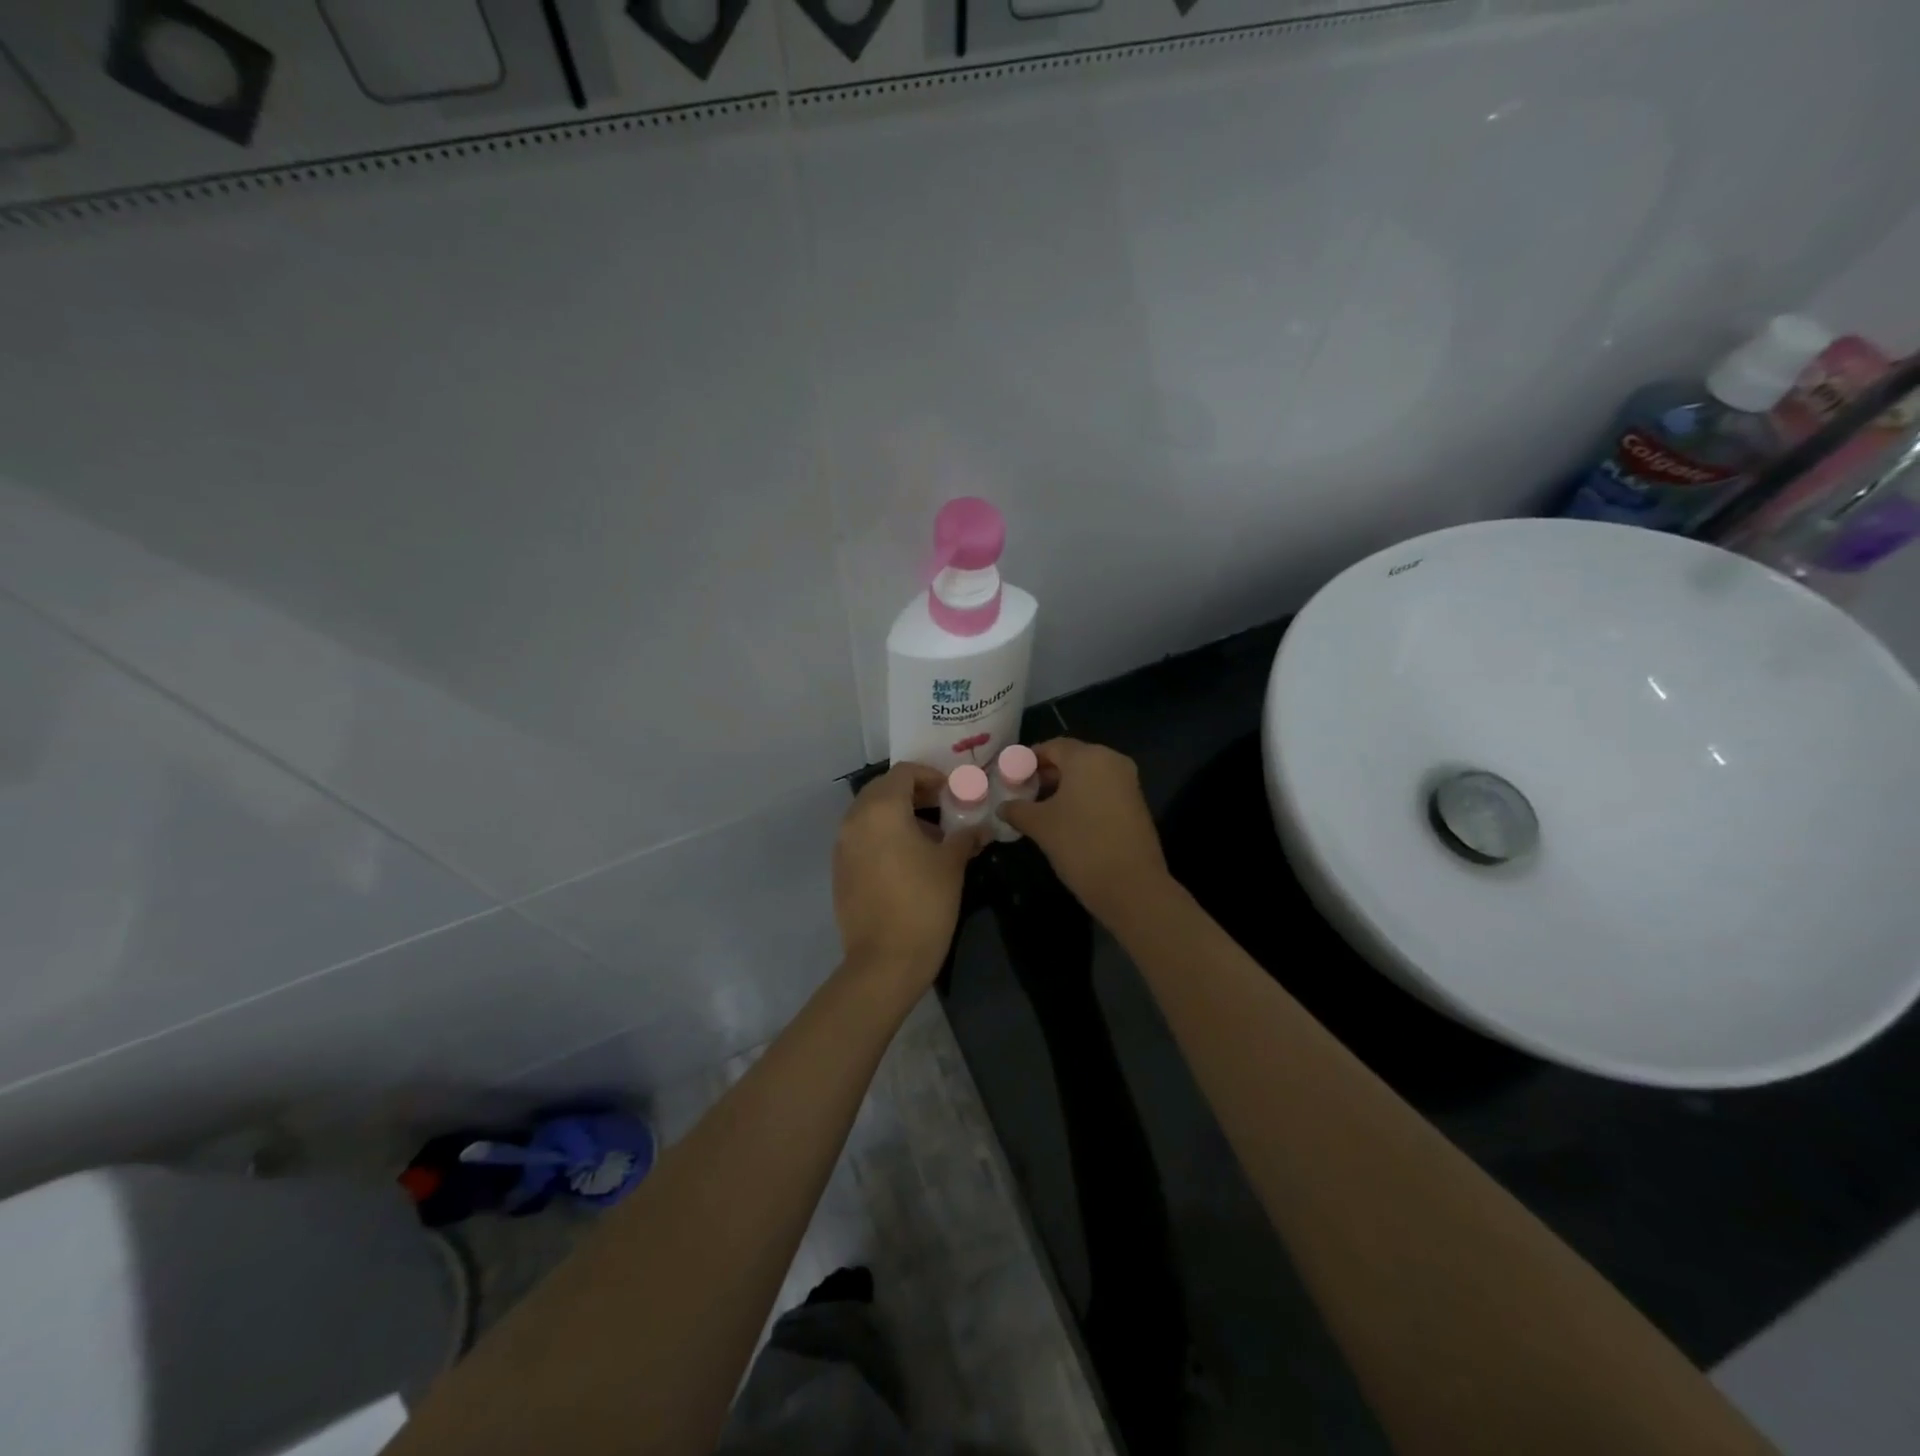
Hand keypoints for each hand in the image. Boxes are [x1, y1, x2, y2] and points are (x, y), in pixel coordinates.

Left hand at [833, 763, 981, 983]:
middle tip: (942, 808)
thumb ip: (965, 837)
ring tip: (929, 837)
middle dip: (913, 793)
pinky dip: (883, 836)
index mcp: (881, 809)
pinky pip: (862, 838)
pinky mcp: (839, 870)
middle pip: (883, 789)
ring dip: (898, 815)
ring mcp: (842, 846)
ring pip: (870, 814)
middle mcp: (855, 820)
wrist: (885, 960)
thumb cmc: (924, 903)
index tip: (952, 792)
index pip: (904, 773)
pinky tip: (907, 860)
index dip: (930, 776)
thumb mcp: (951, 864)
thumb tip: (979, 828)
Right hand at [998, 739, 1171, 923]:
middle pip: (1072, 758)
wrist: (1131, 886)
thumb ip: (1017, 810)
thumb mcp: (1040, 826)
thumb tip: (1002, 806)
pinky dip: (1083, 797)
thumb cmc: (1080, 844)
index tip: (1010, 775)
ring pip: (1088, 775)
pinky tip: (1065, 818)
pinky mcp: (1135, 803)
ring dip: (1064, 786)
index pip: (1052, 746)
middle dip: (1046, 773)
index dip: (1028, 759)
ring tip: (1039, 807)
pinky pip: (1102, 790)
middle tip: (1022, 791)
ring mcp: (1127, 782)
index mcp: (1087, 757)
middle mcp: (1111, 761)